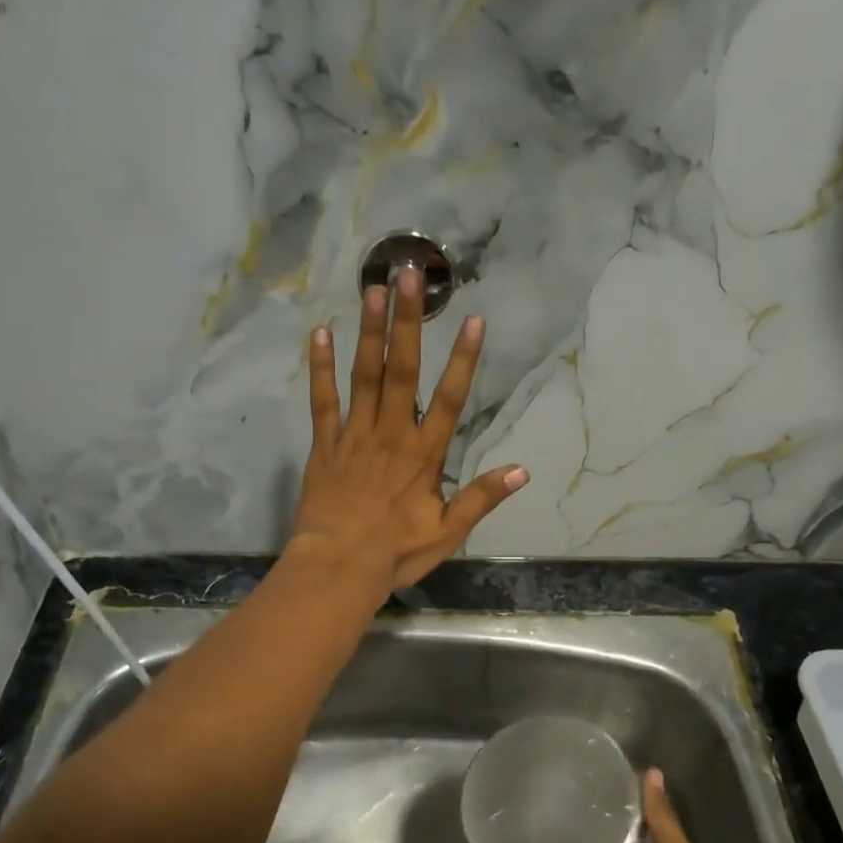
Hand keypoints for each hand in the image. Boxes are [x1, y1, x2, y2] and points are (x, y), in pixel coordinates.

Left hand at [292, 264, 526, 588]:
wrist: (338, 567)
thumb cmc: (395, 553)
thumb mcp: (448, 532)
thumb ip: (481, 498)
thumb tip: (522, 471)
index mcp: (424, 455)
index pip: (450, 399)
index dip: (464, 360)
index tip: (472, 320)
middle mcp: (391, 434)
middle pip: (402, 370)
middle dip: (408, 322)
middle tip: (408, 275)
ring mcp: (354, 436)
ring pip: (363, 376)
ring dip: (369, 332)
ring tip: (372, 289)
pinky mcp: (324, 445)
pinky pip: (322, 401)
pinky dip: (320, 368)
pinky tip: (320, 334)